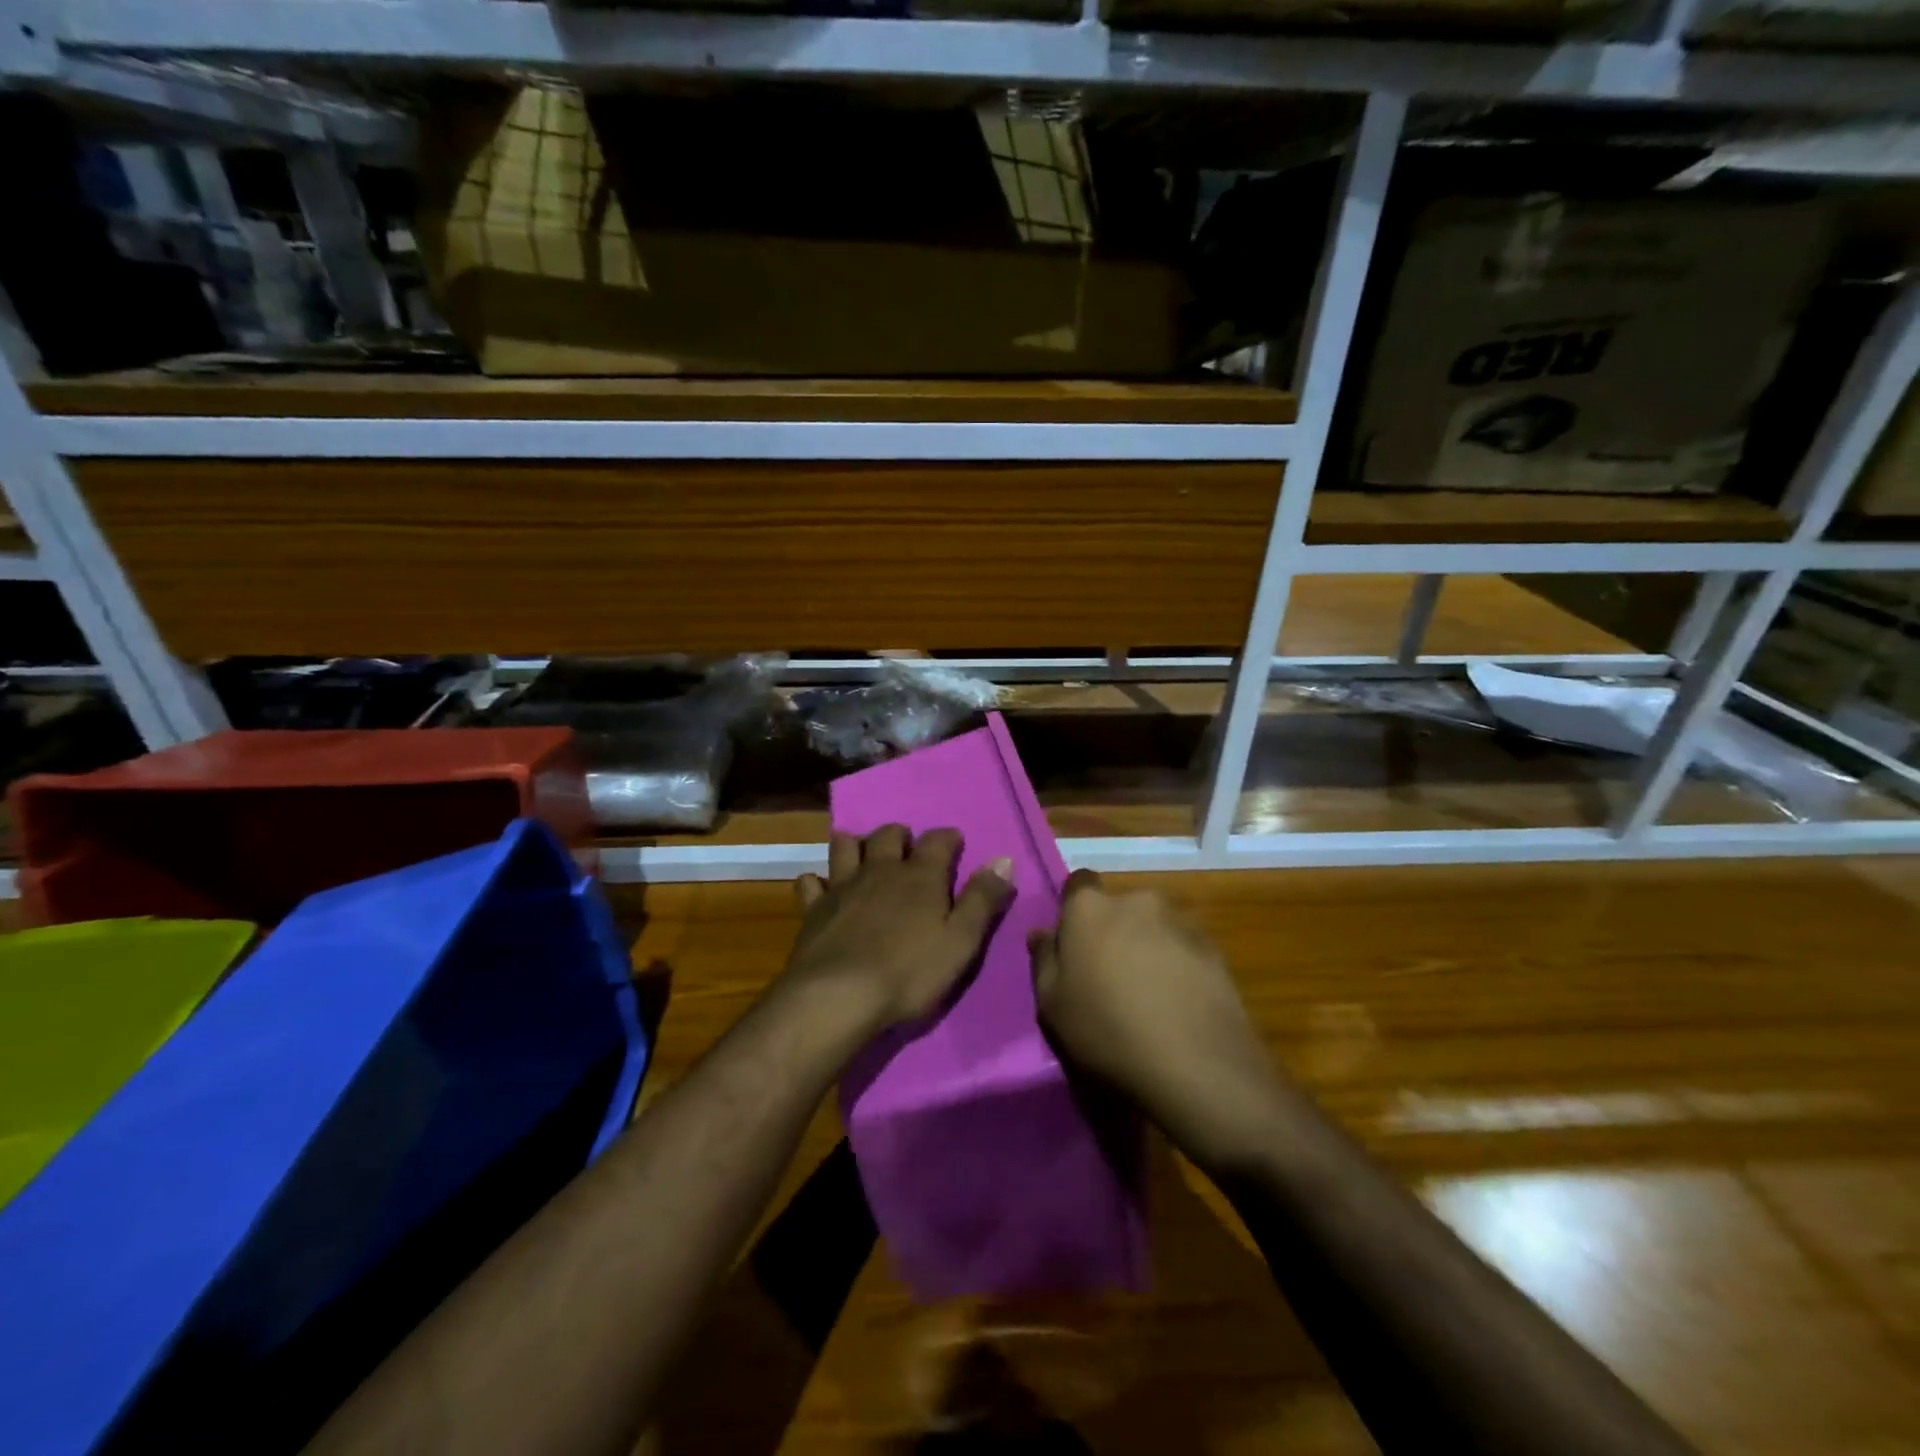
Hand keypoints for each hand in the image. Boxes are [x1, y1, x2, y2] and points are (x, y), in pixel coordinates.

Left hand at [784, 825, 1015, 1034]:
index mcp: (920, 876)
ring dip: (856, 845)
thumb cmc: (909, 972)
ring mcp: (843, 886)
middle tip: (907, 847)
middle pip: (888, 835)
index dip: (948, 838)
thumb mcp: (961, 941)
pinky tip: (820, 888)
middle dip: (900, 835)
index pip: (938, 841)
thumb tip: (1003, 860)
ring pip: (846, 847)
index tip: (955, 842)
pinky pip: (810, 882)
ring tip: (862, 853)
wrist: (839, 996)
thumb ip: (982, 900)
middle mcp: (880, 870)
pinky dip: (817, 881)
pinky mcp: (814, 908)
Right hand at [1029, 870, 1283, 1171]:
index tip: (1075, 944)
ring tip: (1149, 995)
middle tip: (1109, 977)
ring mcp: (1179, 922)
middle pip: (1118, 907)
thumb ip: (1044, 961)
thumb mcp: (1052, 1005)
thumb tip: (1041, 934)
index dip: (1075, 910)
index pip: (1078, 884)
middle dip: (1113, 931)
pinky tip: (1178, 1004)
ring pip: (1153, 927)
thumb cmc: (1107, 1031)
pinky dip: (1178, 965)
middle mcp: (1136, 901)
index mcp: (1090, 908)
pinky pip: (1183, 948)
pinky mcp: (1213, 948)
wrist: (1196, 1066)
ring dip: (1147, 948)